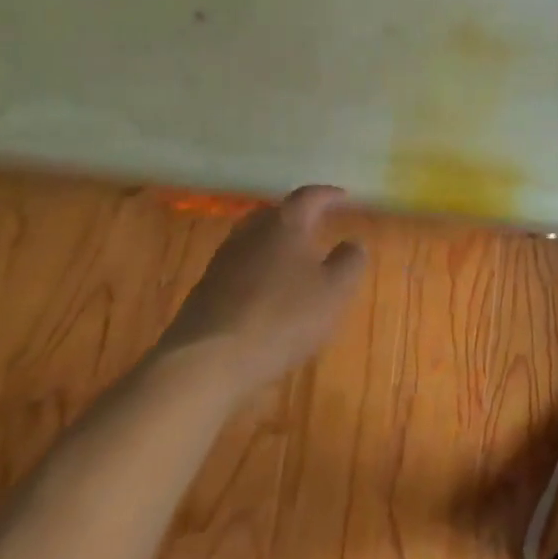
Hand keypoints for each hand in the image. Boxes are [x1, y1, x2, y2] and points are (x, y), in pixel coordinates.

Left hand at [153, 186, 368, 387]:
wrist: (206, 363)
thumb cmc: (282, 318)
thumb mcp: (334, 292)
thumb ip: (350, 262)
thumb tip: (353, 242)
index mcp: (285, 223)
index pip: (309, 196)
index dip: (328, 195)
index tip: (343, 196)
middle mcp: (251, 232)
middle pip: (275, 213)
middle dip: (297, 216)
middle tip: (315, 224)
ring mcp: (223, 260)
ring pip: (254, 240)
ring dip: (274, 244)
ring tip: (291, 259)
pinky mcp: (204, 290)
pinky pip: (238, 268)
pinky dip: (256, 270)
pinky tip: (265, 292)